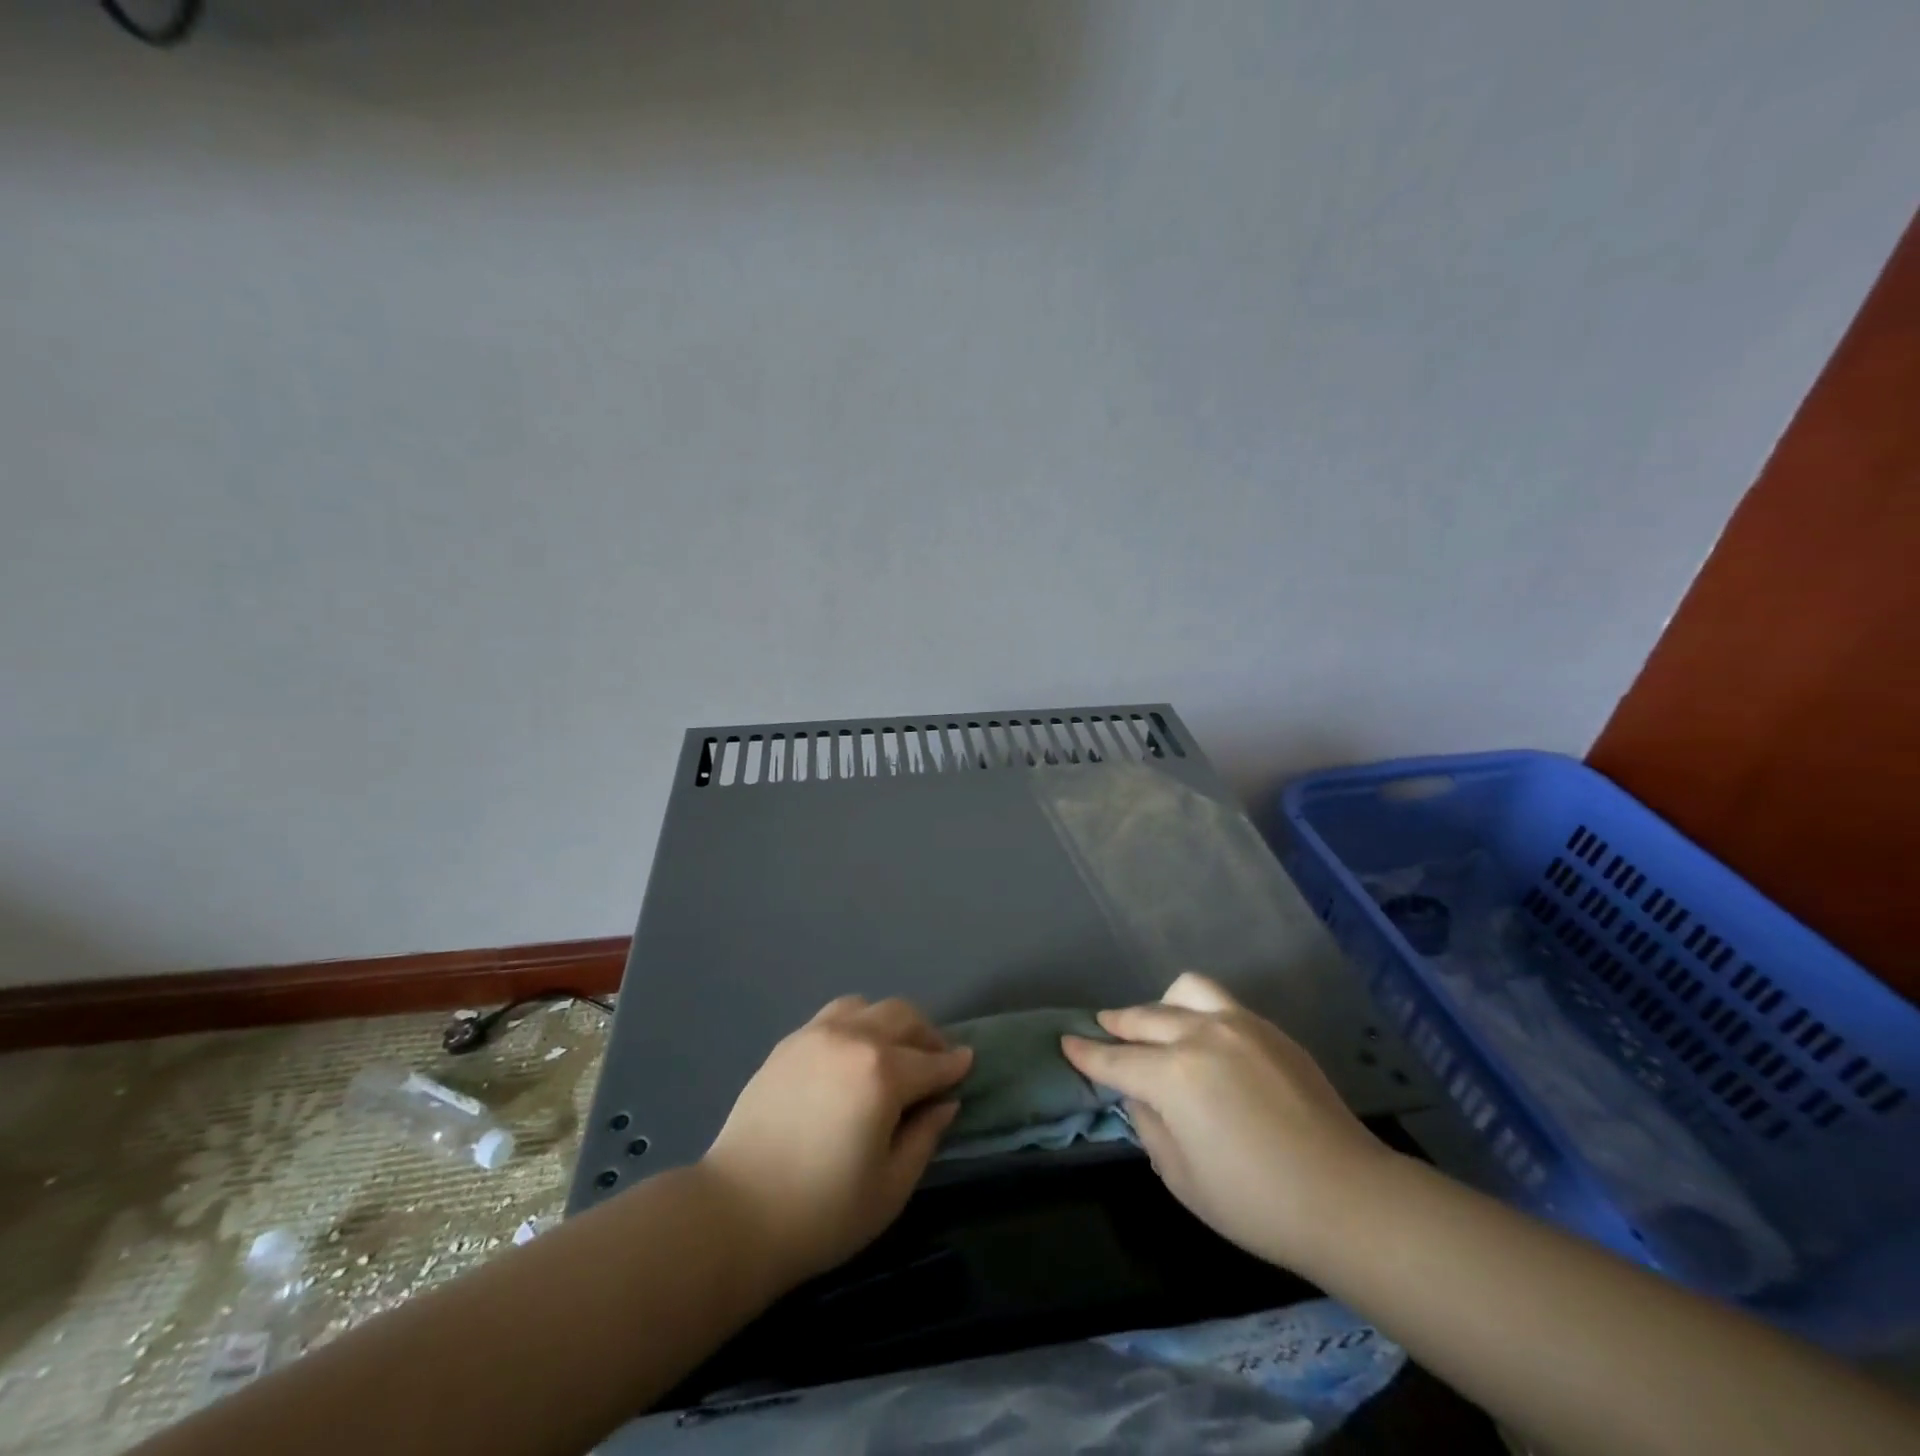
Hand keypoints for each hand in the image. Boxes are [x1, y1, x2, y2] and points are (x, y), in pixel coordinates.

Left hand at [700, 995, 972, 1287]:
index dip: (955, 1064)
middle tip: (935, 1060)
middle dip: (927, 1035)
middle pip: (902, 1016)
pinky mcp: (787, 1044)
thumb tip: (945, 1103)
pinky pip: (833, 1016)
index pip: (931, 1062)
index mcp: (882, 1073)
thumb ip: (925, 1136)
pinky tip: (852, 1055)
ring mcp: (815, 1035)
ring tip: (892, 1052)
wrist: (735, 1214)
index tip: (968, 1063)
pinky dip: (855, 1025)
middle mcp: (852, 1039)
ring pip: (866, 1007)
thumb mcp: (891, 1186)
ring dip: (889, 1023)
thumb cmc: (822, 1212)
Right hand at [1062, 972, 1389, 1269]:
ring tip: (1157, 1025)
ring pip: (1184, 991)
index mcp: (1173, 1074)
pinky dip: (1198, 1013)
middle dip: (1117, 1024)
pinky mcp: (1270, 1030)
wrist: (1348, 1198)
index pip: (1115, 1059)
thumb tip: (1141, 1096)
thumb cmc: (1255, 1203)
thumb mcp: (1181, 1177)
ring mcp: (1240, 1025)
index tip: (1066, 1043)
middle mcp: (1201, 1035)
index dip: (1086, 1054)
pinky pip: (1221, 1004)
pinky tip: (1205, 1040)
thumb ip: (1149, 1126)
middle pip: (1145, 1018)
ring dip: (1161, 1006)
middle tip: (1103, 1029)